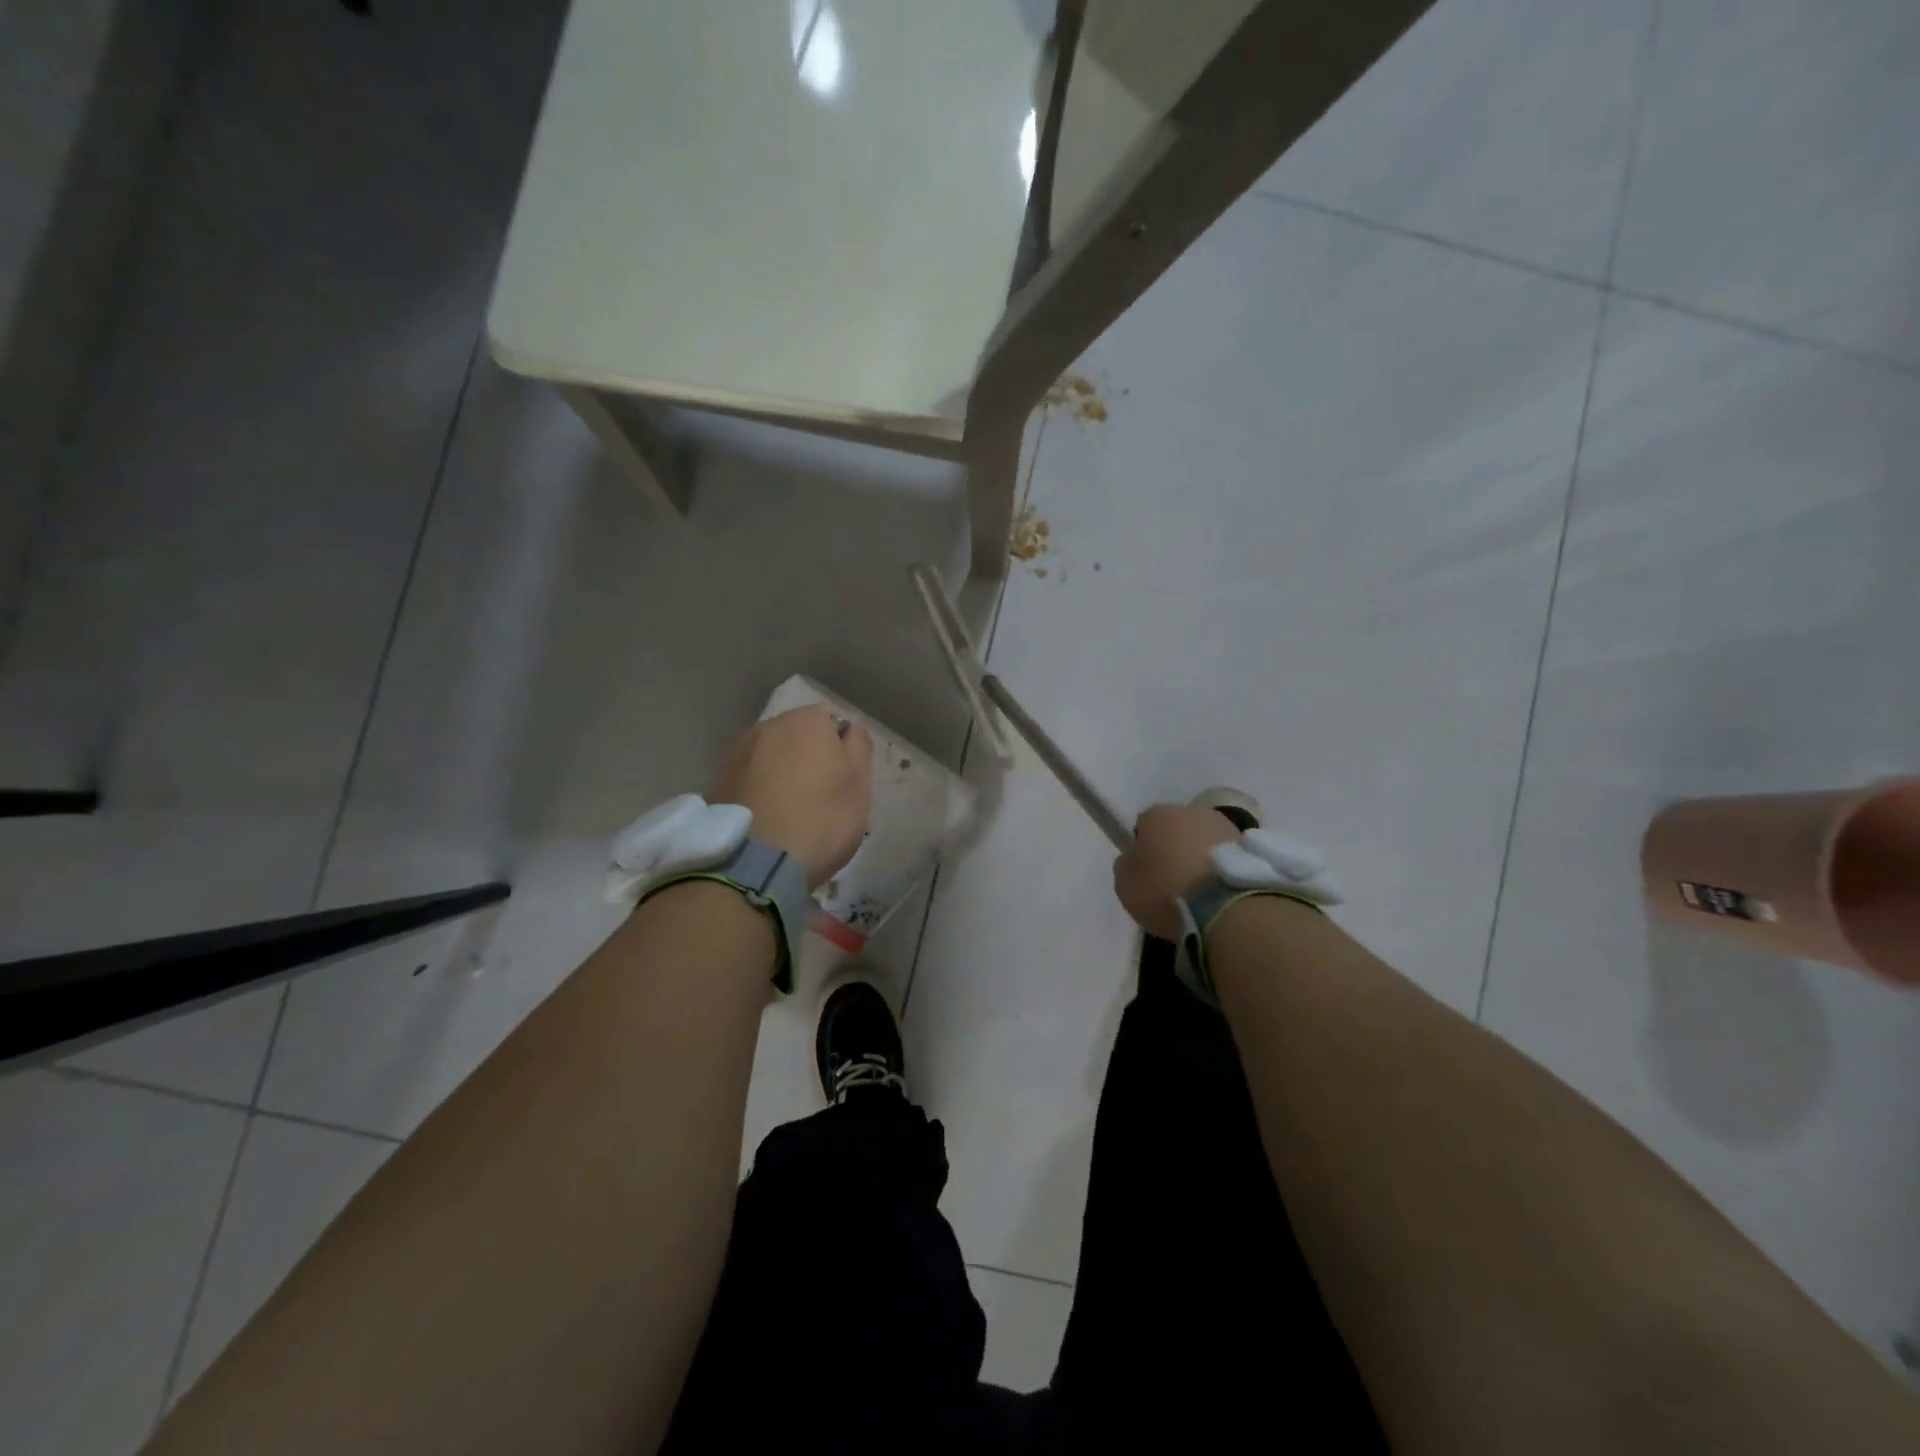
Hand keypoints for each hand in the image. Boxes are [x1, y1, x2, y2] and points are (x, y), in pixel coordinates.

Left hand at [710, 705, 872, 888]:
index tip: (845, 782)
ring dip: (782, 776)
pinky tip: (767, 821)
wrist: (753, 865)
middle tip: (821, 800)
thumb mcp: (859, 787)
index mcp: (806, 721)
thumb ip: (859, 747)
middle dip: (809, 760)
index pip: (833, 722)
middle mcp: (767, 727)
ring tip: (791, 814)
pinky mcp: (716, 782)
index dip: (842, 751)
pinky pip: (749, 780)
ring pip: (771, 758)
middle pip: (798, 738)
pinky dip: (760, 792)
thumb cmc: (820, 820)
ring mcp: (737, 753)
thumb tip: (850, 725)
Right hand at [1113, 803, 1239, 939]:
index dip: (1143, 848)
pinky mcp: (1252, 848)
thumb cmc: (1165, 890)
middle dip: (1175, 848)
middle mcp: (1192, 811)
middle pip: (1178, 829)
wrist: (1225, 906)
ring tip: (1201, 890)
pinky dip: (1222, 869)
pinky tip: (1219, 893)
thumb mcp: (1125, 884)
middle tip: (1174, 880)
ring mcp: (1226, 826)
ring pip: (1205, 840)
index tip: (1146, 871)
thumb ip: (1127, 866)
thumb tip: (1134, 859)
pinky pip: (1227, 857)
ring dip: (1202, 857)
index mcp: (1157, 814)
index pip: (1144, 825)